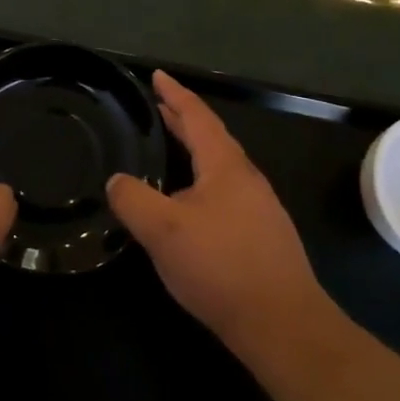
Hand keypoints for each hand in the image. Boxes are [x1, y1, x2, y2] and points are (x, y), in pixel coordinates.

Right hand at [107, 71, 328, 360]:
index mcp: (225, 166)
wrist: (283, 324)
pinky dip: (202, 181)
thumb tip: (116, 181)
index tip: (158, 75)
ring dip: (194, 152)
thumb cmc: (221, 267)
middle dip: (183, 120)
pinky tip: (190, 205)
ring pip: (219, 168)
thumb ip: (134, 200)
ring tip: (170, 150)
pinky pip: (225, 193)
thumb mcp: (163, 231)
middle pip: (211, 138)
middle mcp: (246, 179)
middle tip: (158, 106)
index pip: (197, 117)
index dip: (175, 94)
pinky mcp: (261, 236)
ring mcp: (258, 208)